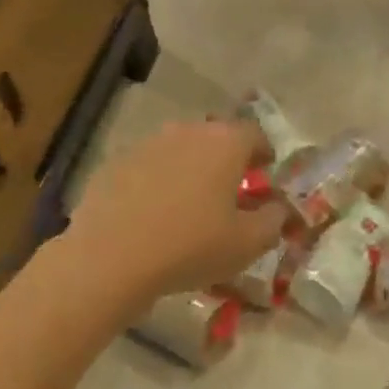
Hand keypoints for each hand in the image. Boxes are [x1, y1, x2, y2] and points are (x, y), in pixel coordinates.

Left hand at [64, 119, 283, 311]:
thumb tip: (277, 208)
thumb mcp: (247, 244)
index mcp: (225, 143)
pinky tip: (152, 216)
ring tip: (189, 206)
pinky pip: (148, 167)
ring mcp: (148, 143)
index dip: (263, 154)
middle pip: (216, 139)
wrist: (110, 257)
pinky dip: (157, 183)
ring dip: (190, 170)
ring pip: (180, 151)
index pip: (255, 134)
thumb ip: (273, 220)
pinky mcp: (116, 162)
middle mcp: (188, 131)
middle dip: (226, 161)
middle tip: (229, 193)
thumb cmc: (190, 246)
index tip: (265, 174)